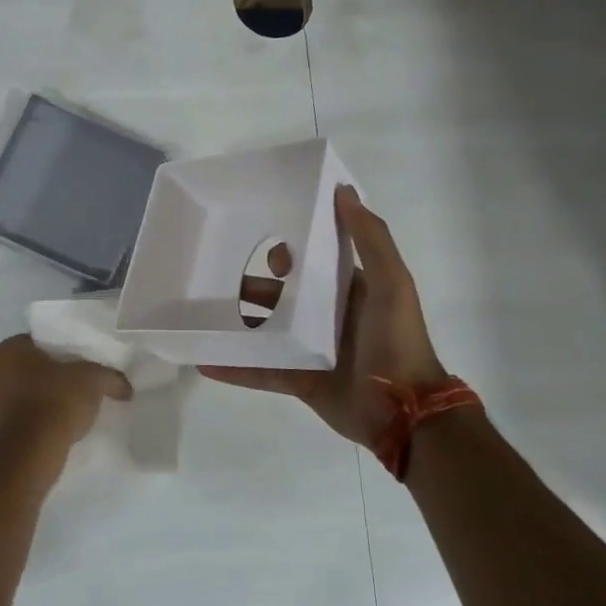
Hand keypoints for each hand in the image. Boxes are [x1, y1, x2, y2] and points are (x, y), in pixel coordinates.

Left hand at [0, 335, 131, 444]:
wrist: (31, 451)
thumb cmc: (56, 401)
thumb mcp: (93, 380)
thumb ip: (110, 377)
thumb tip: (126, 388)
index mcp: (7, 350)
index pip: (35, 342)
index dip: (57, 352)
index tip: (76, 365)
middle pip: (24, 369)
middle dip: (44, 376)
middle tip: (72, 387)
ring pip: (16, 395)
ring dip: (35, 401)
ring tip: (63, 412)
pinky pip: (15, 421)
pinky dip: (30, 423)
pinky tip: (51, 431)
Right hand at [202, 185, 446, 445]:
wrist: (404, 414)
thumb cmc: (397, 342)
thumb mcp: (392, 284)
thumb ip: (371, 239)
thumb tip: (344, 192)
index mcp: (352, 292)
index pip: (316, 263)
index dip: (290, 250)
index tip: (261, 238)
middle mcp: (329, 318)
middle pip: (284, 297)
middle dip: (252, 286)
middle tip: (215, 273)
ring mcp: (311, 351)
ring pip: (267, 333)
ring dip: (238, 325)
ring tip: (200, 313)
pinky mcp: (300, 381)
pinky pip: (260, 371)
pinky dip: (233, 368)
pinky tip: (203, 360)